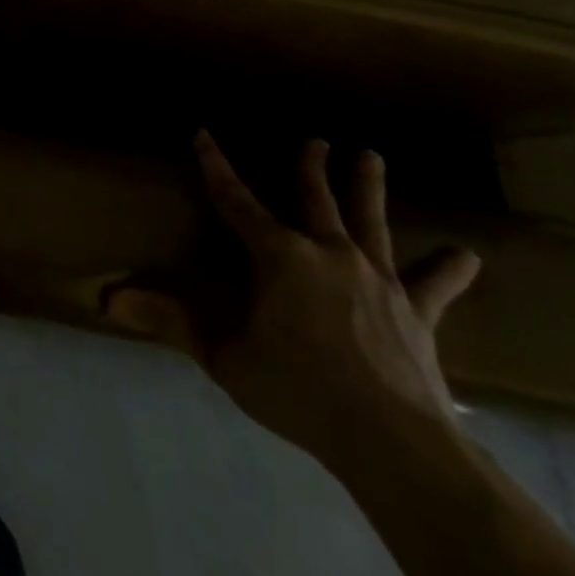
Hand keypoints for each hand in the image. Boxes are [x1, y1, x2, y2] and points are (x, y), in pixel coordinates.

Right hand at [108, 130, 481, 469]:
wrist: (392, 441)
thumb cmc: (298, 390)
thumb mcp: (224, 357)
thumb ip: (170, 322)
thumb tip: (108, 299)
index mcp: (279, 256)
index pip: (236, 201)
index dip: (216, 167)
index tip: (204, 134)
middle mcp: (328, 253)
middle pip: (315, 199)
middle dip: (310, 167)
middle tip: (316, 139)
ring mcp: (377, 279)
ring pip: (370, 222)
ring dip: (368, 188)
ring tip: (371, 156)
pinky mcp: (417, 312)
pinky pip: (433, 286)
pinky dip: (448, 270)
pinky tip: (467, 256)